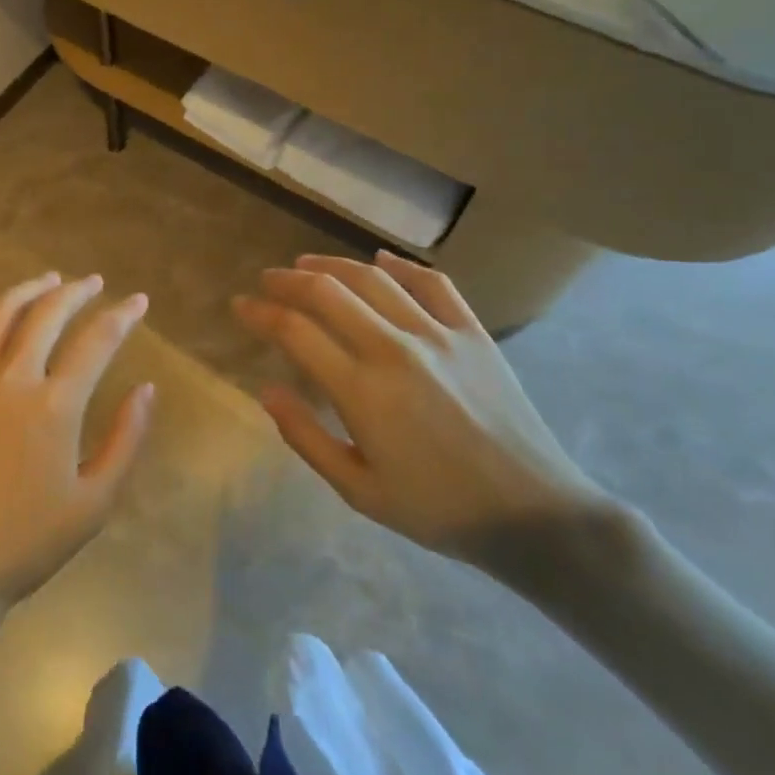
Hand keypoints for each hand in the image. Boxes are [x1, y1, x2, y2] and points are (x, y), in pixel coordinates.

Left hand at [0, 272, 154, 626]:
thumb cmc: (25, 543)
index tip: (138, 301)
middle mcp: (10, 378)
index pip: (98, 340)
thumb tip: (146, 388)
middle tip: (95, 282)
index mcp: (55, 405)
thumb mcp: (94, 503)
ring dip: (29, 288)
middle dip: (77, 291)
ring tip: (50, 279)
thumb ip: (126, 439)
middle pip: (48, 313)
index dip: (122, 315)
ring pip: (0, 313)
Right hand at [233, 250, 614, 572]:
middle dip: (288, 280)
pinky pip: (433, 283)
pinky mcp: (473, 333)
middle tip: (268, 280)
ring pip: (374, 278)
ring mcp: (438, 335)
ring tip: (307, 264)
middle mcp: (394, 349)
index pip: (296, 332)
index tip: (240, 305)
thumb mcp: (360, 491)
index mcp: (363, 391)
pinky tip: (382, 260)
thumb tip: (267, 390)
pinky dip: (402, 266)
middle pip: (328, 293)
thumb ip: (306, 438)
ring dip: (333, 265)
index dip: (261, 313)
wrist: (533, 514)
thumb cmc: (438, 510)